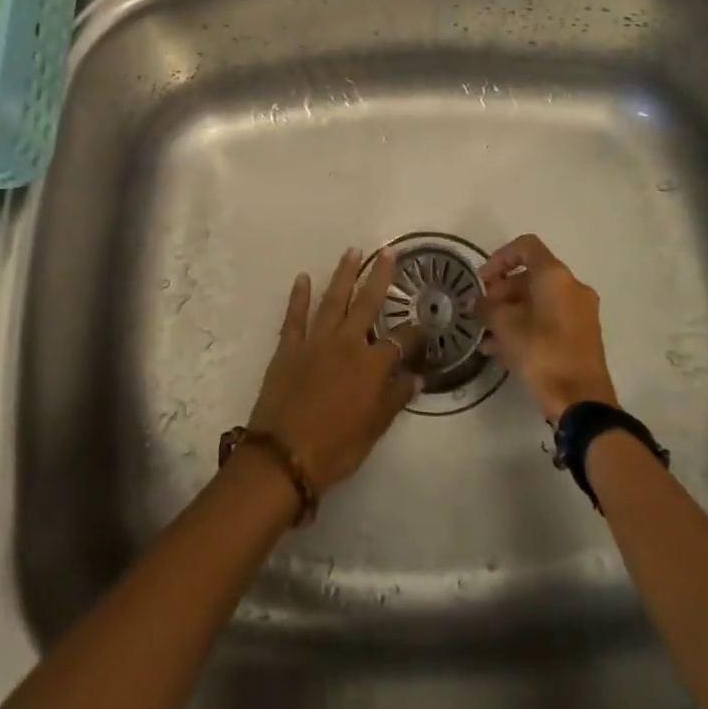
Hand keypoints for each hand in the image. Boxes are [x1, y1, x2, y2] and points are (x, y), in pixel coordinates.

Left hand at [247, 248, 417, 494]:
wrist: (283, 457)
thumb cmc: (336, 448)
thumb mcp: (374, 429)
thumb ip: (395, 399)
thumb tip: (415, 378)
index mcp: (372, 365)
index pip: (401, 340)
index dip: (415, 332)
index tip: (423, 325)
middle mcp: (347, 343)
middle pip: (367, 303)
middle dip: (379, 277)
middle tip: (387, 252)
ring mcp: (315, 341)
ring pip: (333, 300)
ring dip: (344, 275)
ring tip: (352, 251)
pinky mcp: (288, 347)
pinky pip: (295, 316)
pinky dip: (299, 296)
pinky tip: (303, 278)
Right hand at [477, 234, 616, 425]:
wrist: (581, 401)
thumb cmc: (542, 353)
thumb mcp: (505, 326)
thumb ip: (487, 308)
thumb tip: (478, 303)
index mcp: (556, 276)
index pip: (526, 247)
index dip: (499, 258)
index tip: (482, 280)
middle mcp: (572, 287)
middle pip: (531, 276)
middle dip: (502, 291)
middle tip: (481, 311)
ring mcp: (581, 312)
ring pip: (538, 301)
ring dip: (511, 312)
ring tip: (486, 335)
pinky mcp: (582, 335)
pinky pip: (549, 320)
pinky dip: (526, 326)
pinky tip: (501, 350)